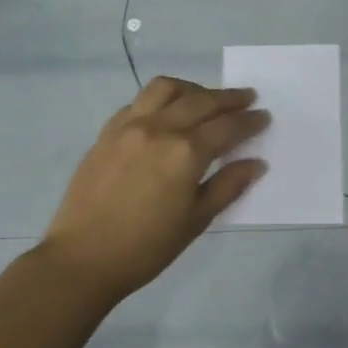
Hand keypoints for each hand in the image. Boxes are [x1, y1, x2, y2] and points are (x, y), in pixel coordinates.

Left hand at [40, 77, 269, 305]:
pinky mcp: (107, 131)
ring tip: (206, 99)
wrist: (82, 258)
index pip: (227, 127)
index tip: (265, 116)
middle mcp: (159, 128)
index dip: (250, 121)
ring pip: (166, 89)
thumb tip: (256, 163)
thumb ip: (228, 185)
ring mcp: (129, 126)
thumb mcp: (196, 220)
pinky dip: (161, 100)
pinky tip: (167, 114)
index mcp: (185, 152)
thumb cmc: (146, 247)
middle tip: (248, 98)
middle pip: (202, 101)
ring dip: (193, 89)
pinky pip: (139, 101)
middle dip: (229, 98)